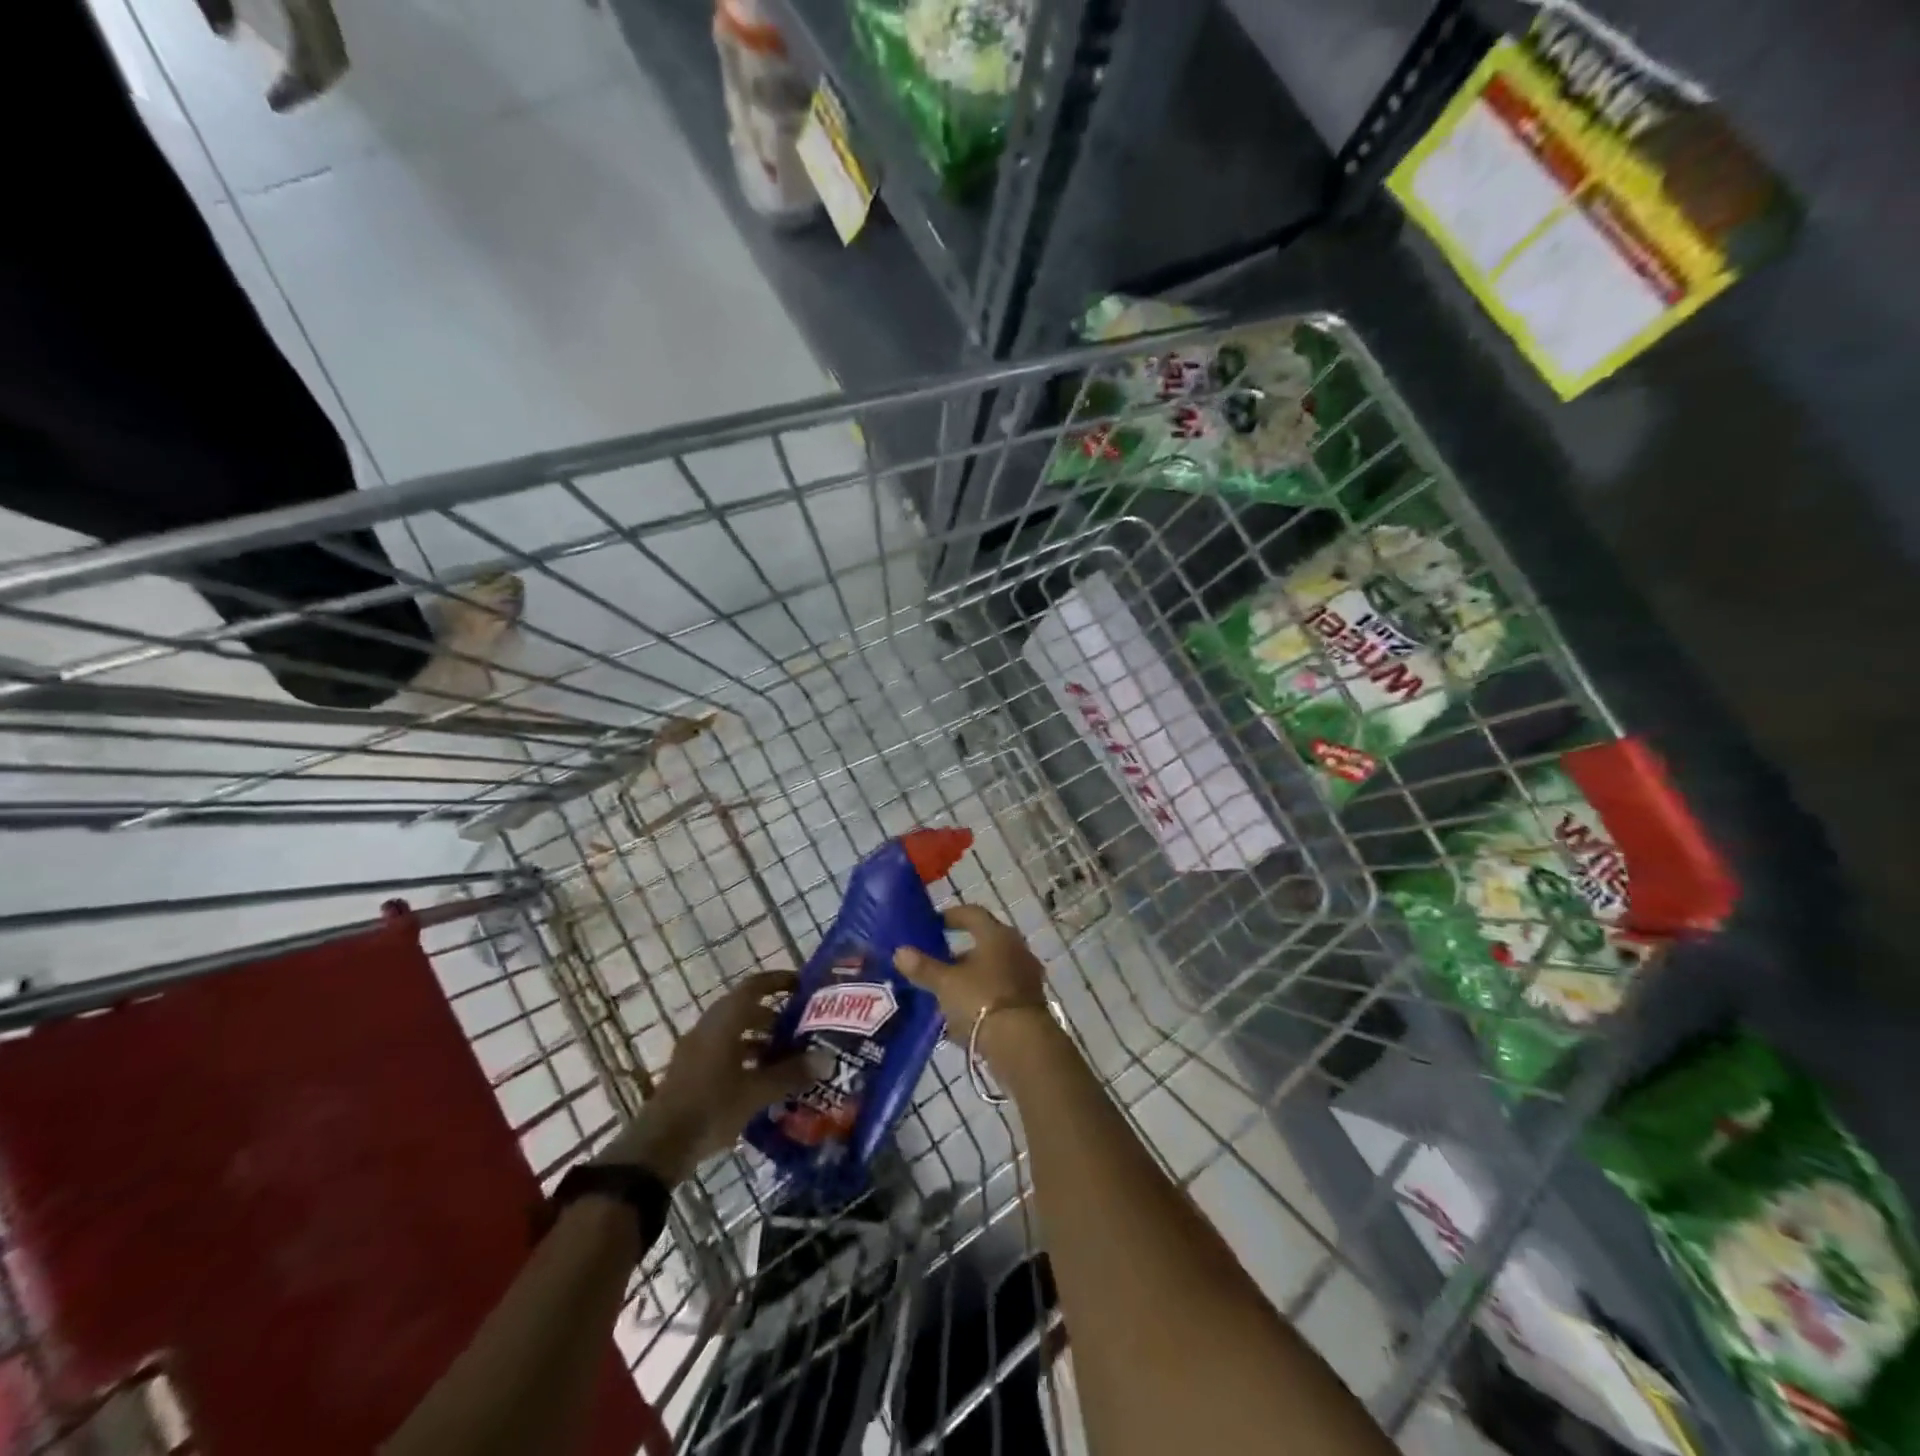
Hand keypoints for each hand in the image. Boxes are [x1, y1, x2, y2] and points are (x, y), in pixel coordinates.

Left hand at [595, 970, 822, 1183]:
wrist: (658, 1147)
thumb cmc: (711, 1107)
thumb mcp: (756, 1092)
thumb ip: (791, 1074)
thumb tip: (826, 1060)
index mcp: (724, 1021)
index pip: (754, 986)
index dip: (778, 981)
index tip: (802, 985)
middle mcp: (708, 1028)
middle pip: (744, 1010)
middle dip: (773, 1016)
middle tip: (801, 1029)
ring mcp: (695, 1051)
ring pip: (732, 1033)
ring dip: (758, 1040)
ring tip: (786, 1059)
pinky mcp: (689, 1073)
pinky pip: (722, 1053)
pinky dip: (743, 1058)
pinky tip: (761, 1082)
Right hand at [893, 905, 1059, 1063]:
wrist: (1022, 1044)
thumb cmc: (981, 1000)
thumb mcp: (945, 984)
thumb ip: (923, 967)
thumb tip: (900, 952)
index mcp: (997, 935)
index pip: (973, 914)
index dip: (951, 916)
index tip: (933, 924)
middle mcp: (1016, 949)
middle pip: (984, 942)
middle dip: (958, 952)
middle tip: (935, 960)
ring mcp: (1026, 976)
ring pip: (991, 969)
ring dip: (969, 977)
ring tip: (944, 991)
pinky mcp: (1029, 1002)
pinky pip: (998, 992)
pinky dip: (980, 997)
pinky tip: (961, 1015)